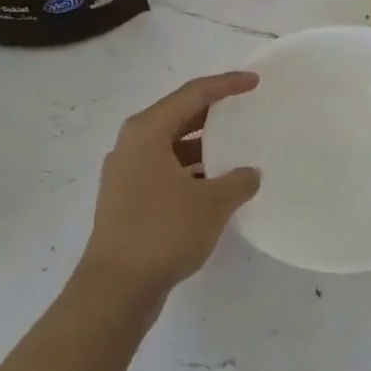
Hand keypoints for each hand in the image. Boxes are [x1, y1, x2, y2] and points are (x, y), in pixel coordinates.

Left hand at [81, 71, 261, 300]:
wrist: (115, 289)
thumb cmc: (162, 233)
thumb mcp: (211, 205)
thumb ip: (238, 182)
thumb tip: (250, 174)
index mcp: (147, 131)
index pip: (192, 94)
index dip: (226, 84)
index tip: (254, 82)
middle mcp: (132, 144)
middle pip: (178, 115)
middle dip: (214, 112)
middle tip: (246, 108)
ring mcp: (126, 172)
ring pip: (171, 145)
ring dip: (202, 145)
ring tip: (236, 148)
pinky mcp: (127, 198)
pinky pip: (165, 169)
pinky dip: (190, 169)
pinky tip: (215, 184)